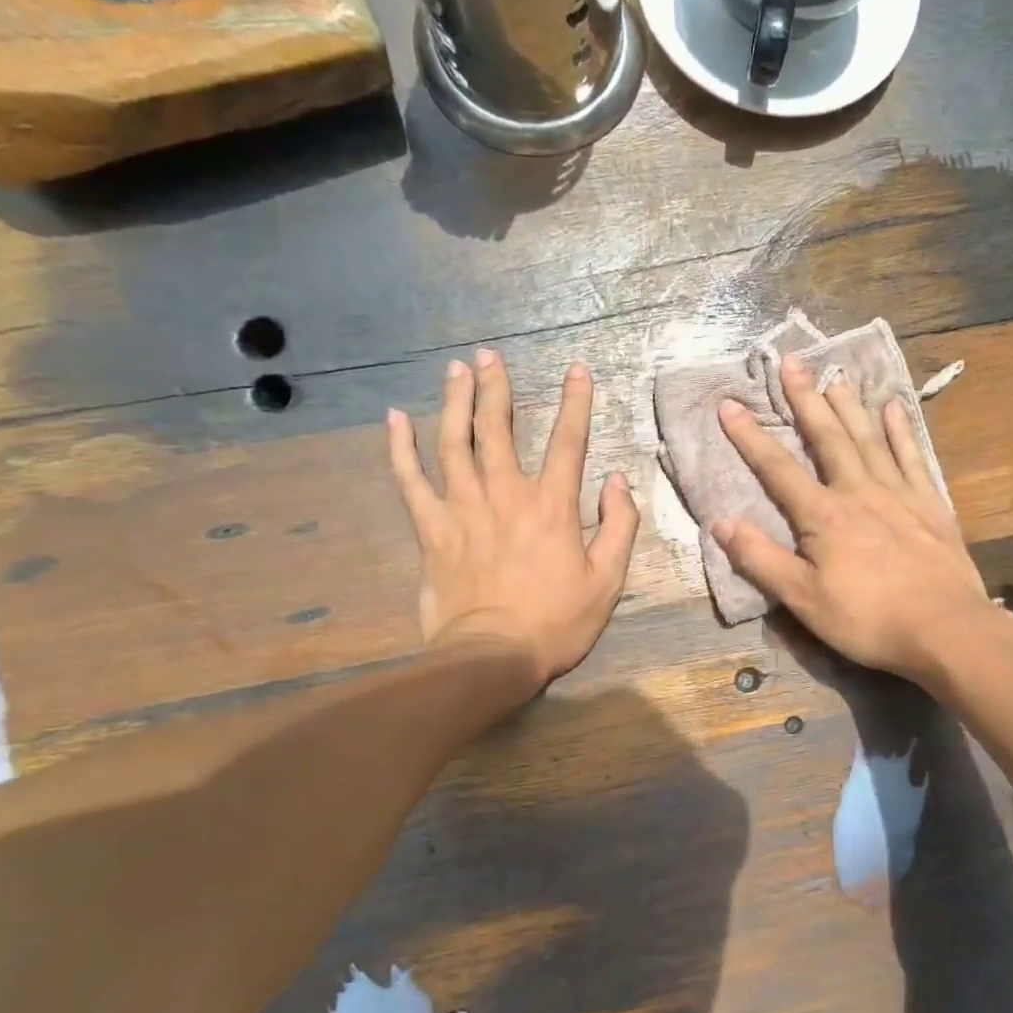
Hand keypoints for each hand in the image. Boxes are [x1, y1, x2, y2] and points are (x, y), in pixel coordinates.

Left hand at [387, 349, 638, 691]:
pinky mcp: (432, 530)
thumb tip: (617, 481)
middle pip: (500, 430)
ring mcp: (464, 509)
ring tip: (455, 371)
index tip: (577, 370)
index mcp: (553, 507)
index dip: (575, 403)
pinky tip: (394, 418)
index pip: (569, 442)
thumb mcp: (608, 581)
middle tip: (490, 356)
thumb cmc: (556, 622)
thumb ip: (619, 526)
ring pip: (454, 443)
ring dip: (455, 403)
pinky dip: (400, 448)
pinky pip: (411, 481)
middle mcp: (506, 495)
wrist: (493, 656)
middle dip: (498, 389)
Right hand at [713, 355, 999, 683]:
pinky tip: (894, 409)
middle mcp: (860, 492)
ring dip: (850, 406)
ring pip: (869, 439)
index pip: (778, 469)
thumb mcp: (803, 599)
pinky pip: (912, 457)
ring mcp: (900, 494)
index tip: (729, 404)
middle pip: (828, 437)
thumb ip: (761, 559)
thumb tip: (720, 522)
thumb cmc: (868, 619)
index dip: (750, 437)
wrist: (945, 629)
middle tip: (793, 362)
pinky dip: (901, 431)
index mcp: (824, 515)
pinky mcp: (931, 505)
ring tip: (836, 376)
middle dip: (806, 400)